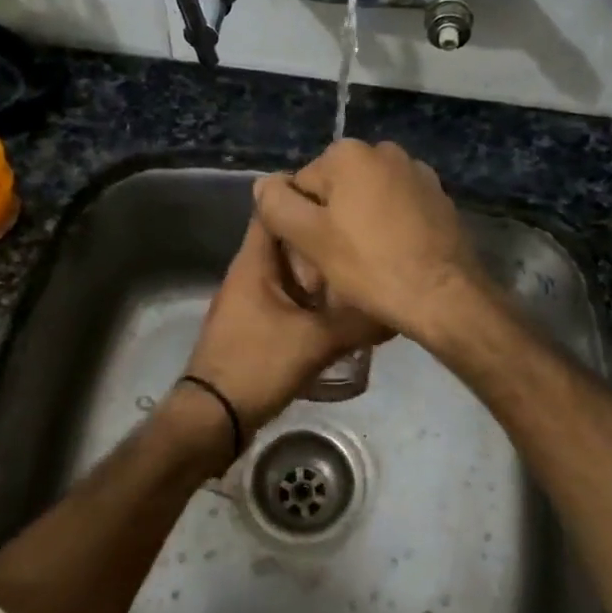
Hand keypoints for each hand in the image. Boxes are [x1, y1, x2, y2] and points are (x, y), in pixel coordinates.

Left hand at [182, 217, 391, 437]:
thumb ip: (357, 322)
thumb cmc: (257, 364)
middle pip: (291, 242)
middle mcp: (251, 273)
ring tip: (363, 271)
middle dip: (325, 239)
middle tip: (365, 238)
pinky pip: (291, 300)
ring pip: (293, 273)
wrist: (214, 417)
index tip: (346, 198)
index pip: (276, 209)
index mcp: (255, 262)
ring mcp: (253, 300)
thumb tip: (397, 306)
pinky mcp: (258, 325)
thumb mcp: (315, 341)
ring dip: (323, 273)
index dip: (308, 196)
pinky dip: (315, 300)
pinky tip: (344, 310)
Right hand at [252, 140, 488, 340]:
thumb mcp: (310, 237)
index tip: (310, 262)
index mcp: (349, 153)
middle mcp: (385, 152)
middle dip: (327, 228)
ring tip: (361, 271)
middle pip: (334, 193)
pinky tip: (389, 262)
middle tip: (331, 272)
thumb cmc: (370, 265)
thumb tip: (265, 183)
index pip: (301, 188)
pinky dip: (386, 231)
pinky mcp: (438, 199)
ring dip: (356, 230)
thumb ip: (277, 205)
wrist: (444, 296)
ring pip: (365, 203)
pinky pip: (396, 212)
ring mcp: (417, 174)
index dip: (298, 227)